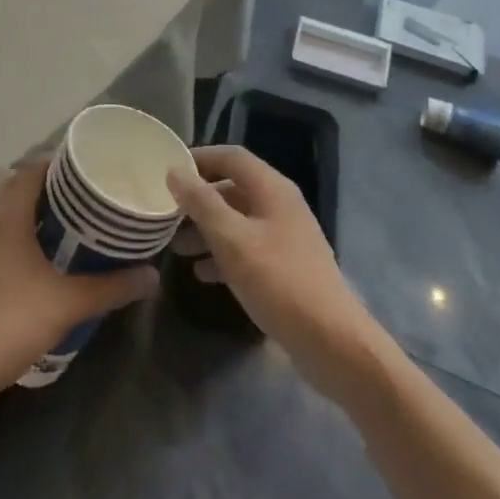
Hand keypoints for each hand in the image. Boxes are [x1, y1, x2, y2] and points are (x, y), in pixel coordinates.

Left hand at [0, 161, 158, 405]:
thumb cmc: (9, 322)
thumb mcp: (68, 305)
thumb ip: (110, 287)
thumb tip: (152, 275)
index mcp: (7, 214)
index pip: (30, 168)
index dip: (58, 163)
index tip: (86, 169)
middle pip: (3, 179)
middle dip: (32, 181)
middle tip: (68, 196)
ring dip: (19, 208)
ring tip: (57, 224)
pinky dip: (10, 234)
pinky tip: (34, 258)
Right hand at [167, 146, 385, 399]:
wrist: (332, 342)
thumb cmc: (278, 282)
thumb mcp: (232, 240)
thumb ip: (202, 203)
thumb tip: (175, 171)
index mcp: (272, 189)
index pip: (231, 156)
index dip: (199, 158)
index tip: (168, 170)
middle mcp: (280, 205)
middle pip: (233, 188)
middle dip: (199, 199)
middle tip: (167, 213)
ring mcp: (286, 236)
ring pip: (238, 220)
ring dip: (207, 229)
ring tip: (176, 247)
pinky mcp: (286, 267)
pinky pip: (248, 248)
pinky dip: (223, 254)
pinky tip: (202, 274)